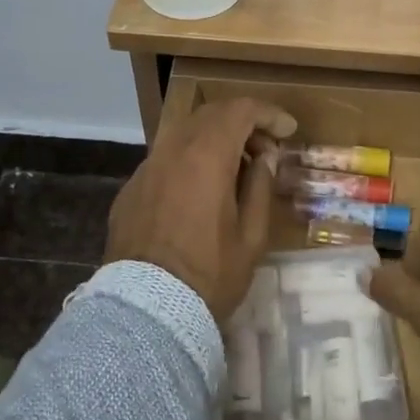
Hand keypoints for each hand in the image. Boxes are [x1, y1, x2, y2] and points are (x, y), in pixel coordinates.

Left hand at [105, 98, 297, 320]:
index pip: (241, 110)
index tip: (288, 131)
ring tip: (236, 169)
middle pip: (210, 113)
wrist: (146, 309)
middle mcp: (172, 151)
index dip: (269, 114)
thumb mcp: (251, 236)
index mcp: (207, 156)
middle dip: (243, 122)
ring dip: (214, 139)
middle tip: (266, 149)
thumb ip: (260, 187)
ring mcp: (146, 168)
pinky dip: (190, 160)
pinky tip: (201, 190)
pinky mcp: (131, 189)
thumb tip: (264, 158)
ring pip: (183, 133)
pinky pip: (165, 159)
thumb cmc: (210, 274)